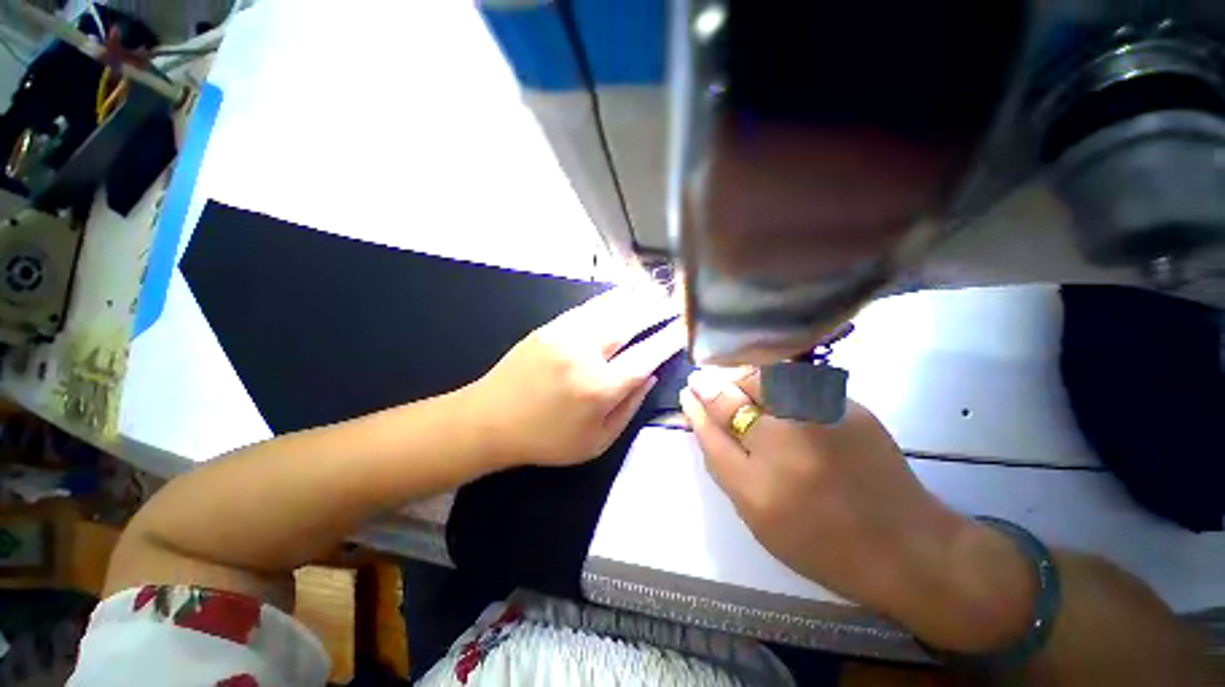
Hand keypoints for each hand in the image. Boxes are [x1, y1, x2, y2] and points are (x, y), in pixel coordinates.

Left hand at [469, 288, 684, 467]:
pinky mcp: (550, 326)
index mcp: (599, 388)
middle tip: (676, 303)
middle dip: (657, 310)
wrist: (489, 420)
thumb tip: (649, 375)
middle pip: (630, 323)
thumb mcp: (595, 442)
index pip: (645, 357)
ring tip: (656, 292)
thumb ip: (628, 408)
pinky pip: (588, 306)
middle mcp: (585, 355)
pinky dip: (611, 299)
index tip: (684, 329)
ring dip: (637, 299)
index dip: (668, 341)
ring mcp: (565, 335)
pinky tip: (623, 295)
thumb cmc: (546, 439)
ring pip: (610, 308)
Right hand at [679, 369, 1035, 651]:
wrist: (907, 546)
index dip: (698, 404)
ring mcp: (823, 416)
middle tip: (711, 386)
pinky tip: (780, 397)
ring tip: (743, 389)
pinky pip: (797, 380)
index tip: (688, 390)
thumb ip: (723, 461)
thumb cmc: (820, 540)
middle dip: (719, 384)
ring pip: (766, 376)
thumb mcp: (756, 513)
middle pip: (738, 391)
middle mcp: (789, 440)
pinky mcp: (850, 404)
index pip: (714, 426)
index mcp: (760, 483)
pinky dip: (778, 382)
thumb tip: (701, 415)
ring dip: (747, 379)